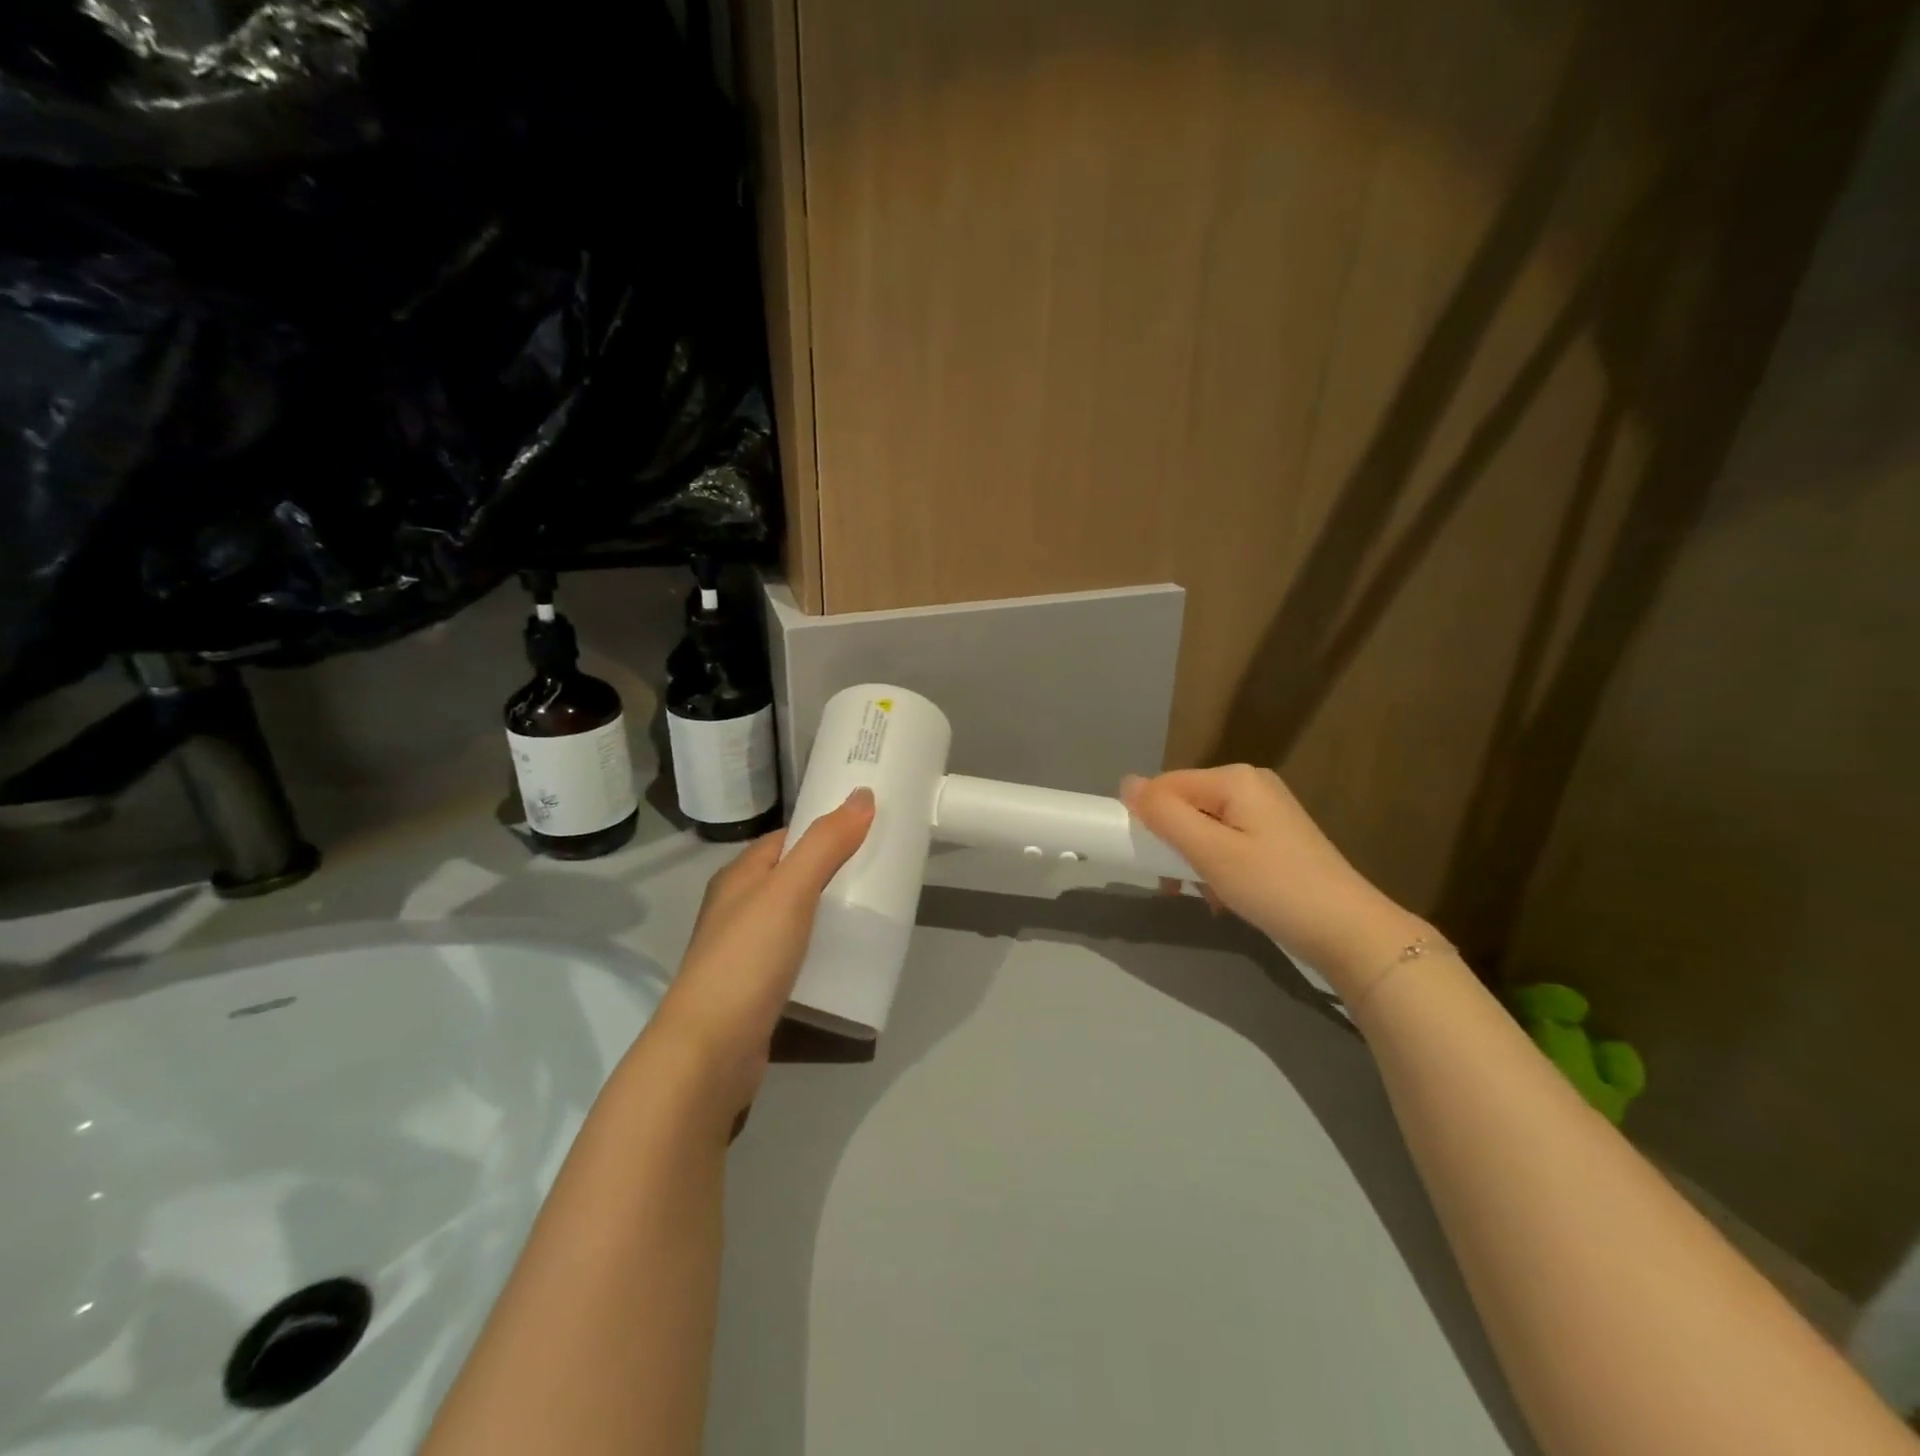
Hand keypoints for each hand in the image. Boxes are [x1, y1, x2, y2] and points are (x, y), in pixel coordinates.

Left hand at [649, 788, 874, 1116]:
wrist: (708, 1051)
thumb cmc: (747, 959)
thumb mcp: (790, 891)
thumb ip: (826, 844)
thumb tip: (863, 795)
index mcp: (740, 876)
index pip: (788, 837)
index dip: (825, 828)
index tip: (870, 828)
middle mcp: (737, 907)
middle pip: (792, 875)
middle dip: (832, 869)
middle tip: (880, 869)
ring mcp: (743, 950)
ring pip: (794, 916)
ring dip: (827, 910)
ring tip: (872, 910)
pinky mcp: (755, 987)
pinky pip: (794, 953)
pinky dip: (819, 947)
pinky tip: (845, 956)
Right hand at [1121, 766, 1431, 998]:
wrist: (1350, 932)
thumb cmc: (1273, 887)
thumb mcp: (1210, 851)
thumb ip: (1164, 814)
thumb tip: (1126, 783)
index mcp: (1235, 779)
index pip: (1166, 785)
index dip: (1149, 820)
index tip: (1148, 862)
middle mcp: (1252, 786)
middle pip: (1186, 806)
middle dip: (1173, 844)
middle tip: (1174, 884)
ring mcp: (1268, 812)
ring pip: (1205, 828)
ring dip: (1193, 861)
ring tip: (1201, 895)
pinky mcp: (1278, 839)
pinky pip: (1228, 843)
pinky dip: (1217, 868)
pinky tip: (1223, 898)